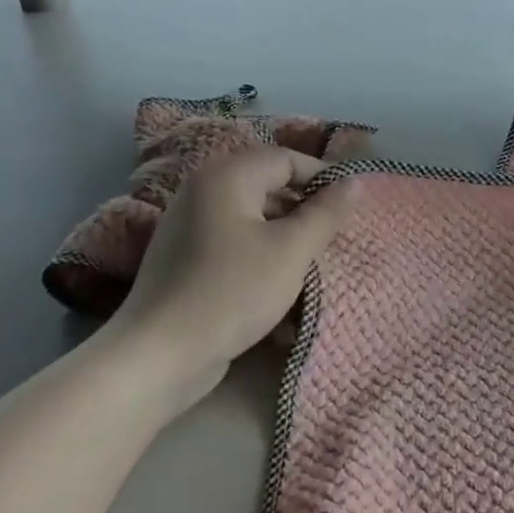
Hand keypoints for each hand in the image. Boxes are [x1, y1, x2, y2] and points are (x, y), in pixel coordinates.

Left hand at [101, 147, 358, 411]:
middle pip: (268, 183)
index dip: (324, 178)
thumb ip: (326, 212)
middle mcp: (203, 188)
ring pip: (253, 215)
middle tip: (334, 238)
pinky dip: (260, 251)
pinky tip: (278, 281)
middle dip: (306, 208)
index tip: (351, 208)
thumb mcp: (291, 251)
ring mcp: (189, 222)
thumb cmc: (232, 292)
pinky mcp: (185, 255)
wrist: (159, 354)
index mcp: (227, 175)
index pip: (287, 158)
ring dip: (286, 233)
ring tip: (312, 262)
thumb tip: (354, 181)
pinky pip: (234, 238)